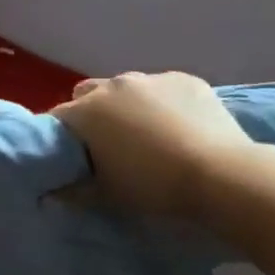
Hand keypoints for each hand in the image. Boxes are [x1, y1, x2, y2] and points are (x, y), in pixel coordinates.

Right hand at [51, 71, 254, 221]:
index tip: (74, 157)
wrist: (222, 175)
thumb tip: (52, 192)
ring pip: (126, 88)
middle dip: (91, 113)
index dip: (62, 138)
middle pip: (87, 94)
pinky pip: (163, 89)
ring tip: (149, 135)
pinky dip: (163, 103)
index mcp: (86, 110)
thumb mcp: (107, 196)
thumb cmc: (154, 186)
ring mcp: (151, 78)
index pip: (58, 118)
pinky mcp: (185, 79)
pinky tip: (181, 127)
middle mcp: (112, 85)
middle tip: (108, 144)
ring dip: (128, 106)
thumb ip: (73, 191)